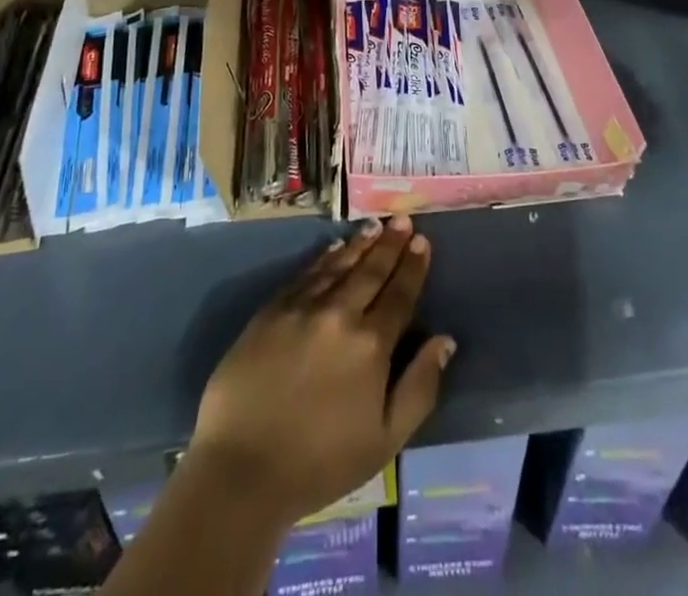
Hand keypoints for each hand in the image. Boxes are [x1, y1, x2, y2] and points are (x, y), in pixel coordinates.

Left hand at [189, 215, 454, 526]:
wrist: (242, 468)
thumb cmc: (320, 463)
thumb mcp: (385, 440)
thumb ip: (419, 387)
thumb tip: (444, 341)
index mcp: (371, 345)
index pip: (399, 294)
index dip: (413, 267)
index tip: (423, 241)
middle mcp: (340, 314)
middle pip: (371, 271)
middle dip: (390, 244)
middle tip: (403, 220)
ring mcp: (302, 307)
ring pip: (339, 265)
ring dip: (360, 243)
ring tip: (375, 225)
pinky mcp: (271, 310)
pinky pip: (305, 273)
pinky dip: (324, 257)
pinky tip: (334, 247)